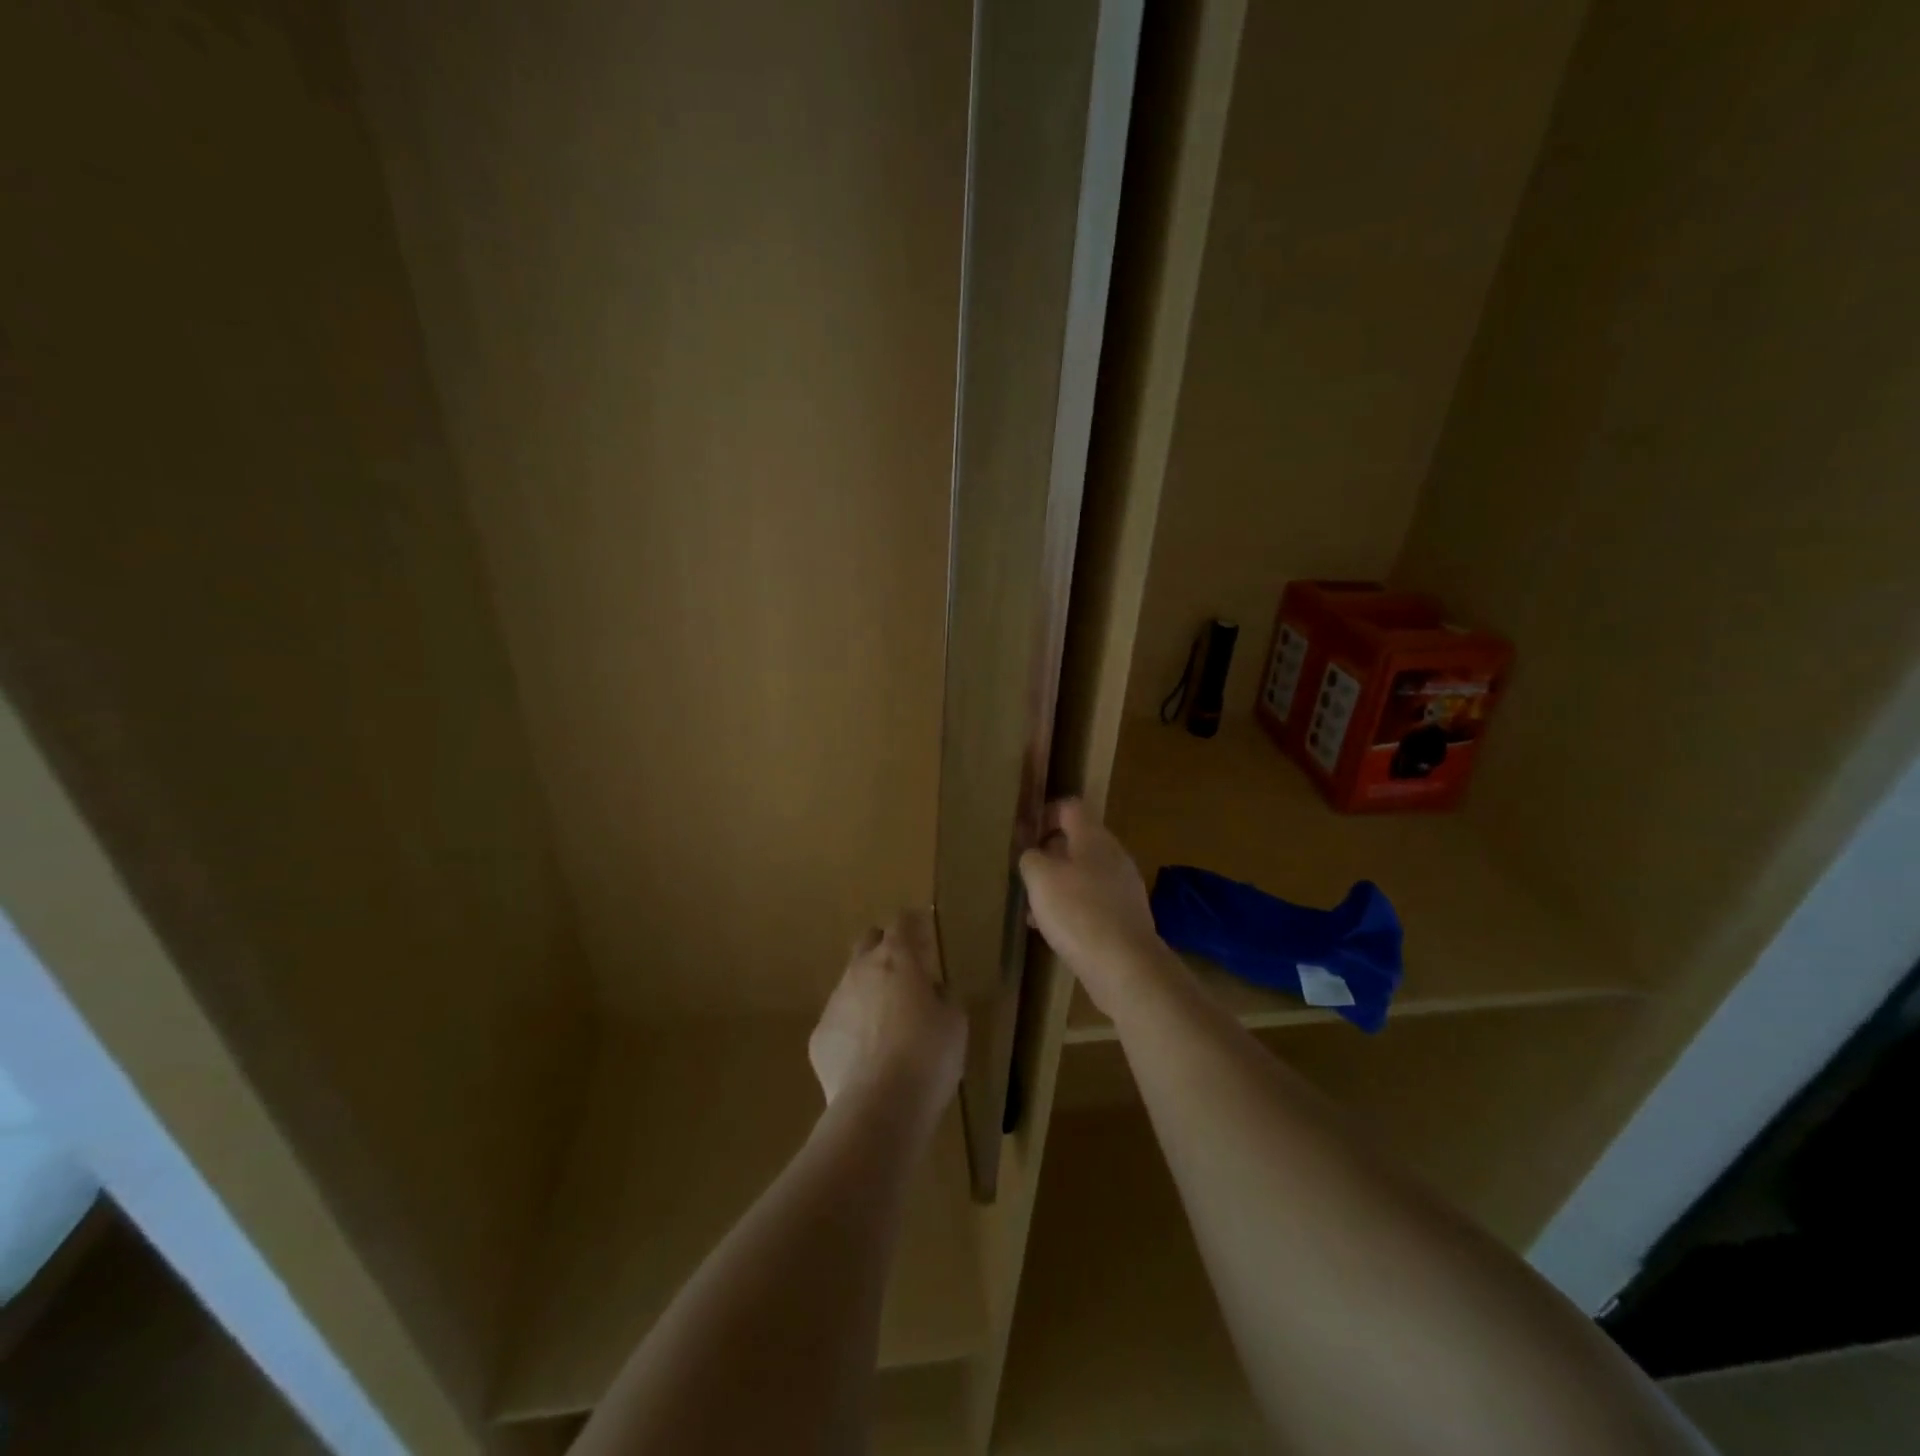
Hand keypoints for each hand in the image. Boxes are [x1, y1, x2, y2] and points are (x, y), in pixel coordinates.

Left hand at [809, 909, 965, 1127]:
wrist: (878, 1108)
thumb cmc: (927, 1057)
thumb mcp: (955, 1023)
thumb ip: (943, 996)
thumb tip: (933, 990)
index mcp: (897, 959)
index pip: (903, 922)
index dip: (914, 922)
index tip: (925, 931)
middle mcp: (860, 971)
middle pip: (868, 941)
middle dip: (885, 947)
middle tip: (905, 970)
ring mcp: (835, 1003)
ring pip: (851, 982)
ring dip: (868, 991)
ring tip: (888, 1023)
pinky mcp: (818, 1037)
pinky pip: (839, 1021)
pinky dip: (853, 1029)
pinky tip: (868, 1057)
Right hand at [1019, 798, 1166, 1015]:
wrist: (1125, 965)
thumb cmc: (1078, 912)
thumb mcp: (1040, 878)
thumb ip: (1031, 858)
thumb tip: (1033, 855)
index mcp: (1094, 838)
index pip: (1070, 808)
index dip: (1045, 814)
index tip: (1025, 835)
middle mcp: (1114, 856)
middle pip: (1078, 842)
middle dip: (1049, 855)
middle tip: (1026, 874)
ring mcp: (1124, 887)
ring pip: (1084, 875)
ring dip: (1059, 885)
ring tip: (1034, 907)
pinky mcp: (1126, 916)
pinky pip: (1093, 902)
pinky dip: (1072, 908)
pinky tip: (1054, 931)